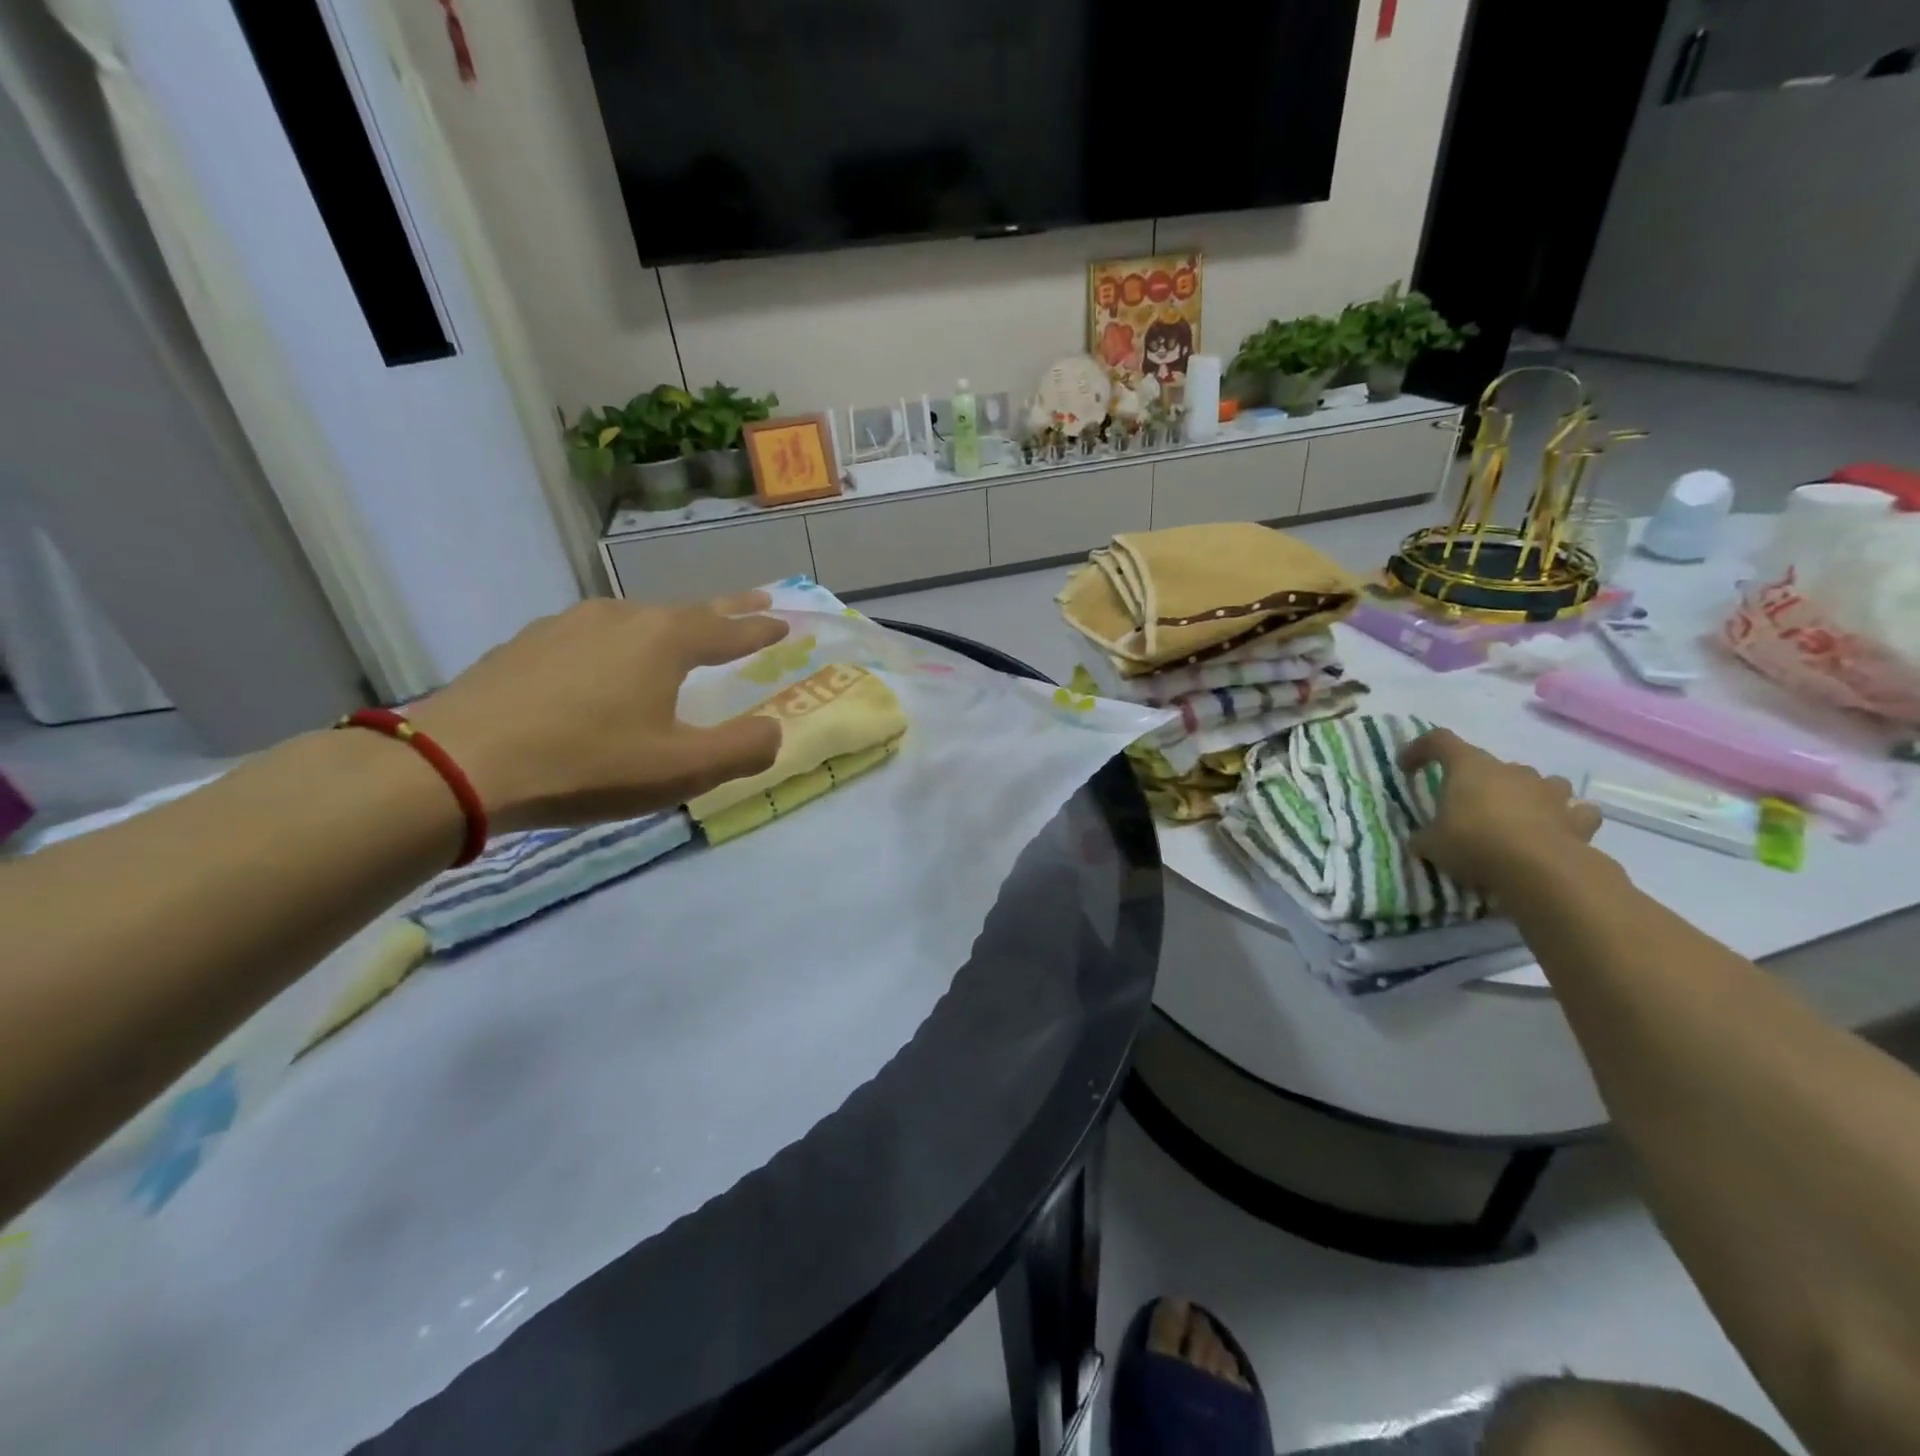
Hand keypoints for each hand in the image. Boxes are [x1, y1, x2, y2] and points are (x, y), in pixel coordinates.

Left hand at [408, 592, 788, 831]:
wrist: (457, 764)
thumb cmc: (587, 764)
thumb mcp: (682, 769)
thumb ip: (742, 750)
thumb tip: (774, 731)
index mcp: (664, 640)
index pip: (729, 630)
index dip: (761, 629)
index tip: (785, 622)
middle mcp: (620, 618)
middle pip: (686, 612)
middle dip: (726, 611)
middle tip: (755, 601)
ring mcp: (567, 626)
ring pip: (634, 622)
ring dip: (668, 629)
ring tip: (679, 641)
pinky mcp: (525, 645)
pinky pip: (591, 639)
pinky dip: (617, 648)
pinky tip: (604, 669)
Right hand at [1398, 727, 1602, 892]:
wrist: (1542, 871)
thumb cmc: (1475, 844)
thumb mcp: (1431, 844)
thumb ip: (1425, 836)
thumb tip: (1421, 838)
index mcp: (1469, 767)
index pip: (1438, 741)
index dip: (1419, 749)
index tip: (1406, 767)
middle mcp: (1510, 770)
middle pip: (1490, 765)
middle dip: (1477, 782)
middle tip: (1465, 808)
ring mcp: (1548, 791)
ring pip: (1537, 781)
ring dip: (1525, 794)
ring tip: (1515, 815)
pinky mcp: (1577, 819)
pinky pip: (1574, 811)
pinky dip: (1566, 817)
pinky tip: (1556, 830)